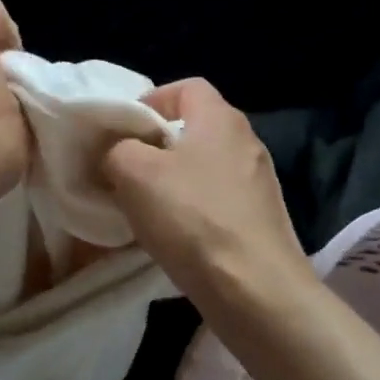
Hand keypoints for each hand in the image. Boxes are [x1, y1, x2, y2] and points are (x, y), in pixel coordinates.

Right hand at [101, 77, 313, 308]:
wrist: (257, 292)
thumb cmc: (193, 218)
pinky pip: (218, 201)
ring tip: (145, 207)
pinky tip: (175, 237)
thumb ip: (117, 149)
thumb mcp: (134, 173)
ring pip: (205, 167)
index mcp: (221, 118)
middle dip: (157, 145)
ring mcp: (259, 183)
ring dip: (173, 181)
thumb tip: (118, 152)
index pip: (187, 86)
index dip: (153, 99)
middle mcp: (247, 142)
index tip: (125, 129)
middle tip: (127, 169)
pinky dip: (193, 211)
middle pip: (195, 128)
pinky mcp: (262, 220)